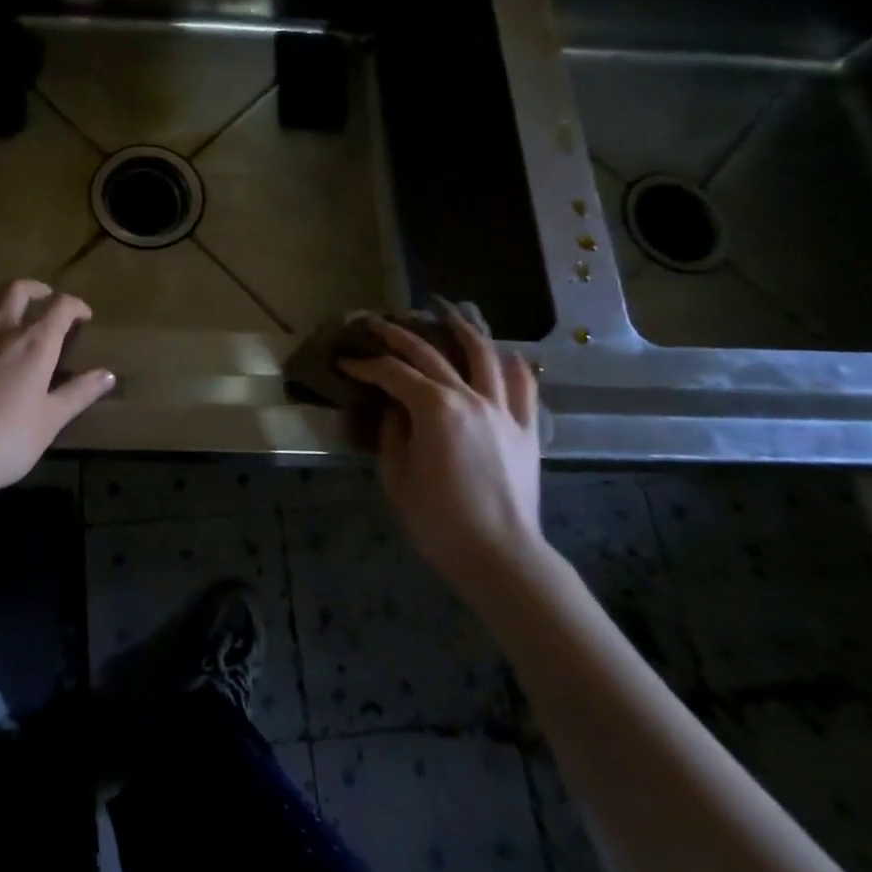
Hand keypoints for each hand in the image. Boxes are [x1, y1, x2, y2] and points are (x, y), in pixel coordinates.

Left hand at [0, 280, 114, 506]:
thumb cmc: (3, 442)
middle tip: (47, 301)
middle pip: (19, 289)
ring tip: (12, 304)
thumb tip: (108, 374)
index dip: (76, 306)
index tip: (84, 316)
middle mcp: (2, 329)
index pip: (61, 308)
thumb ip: (78, 394)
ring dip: (4, 292)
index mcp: (35, 344)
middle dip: (38, 289)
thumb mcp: (49, 422)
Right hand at [338, 311, 543, 586]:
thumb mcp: (396, 475)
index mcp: (434, 407)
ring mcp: (502, 410)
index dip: (365, 364)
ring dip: (461, 329)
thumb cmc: (438, 520)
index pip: (392, 373)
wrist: (500, 557)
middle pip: (430, 353)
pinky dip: (512, 365)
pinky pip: (523, 387)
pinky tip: (503, 354)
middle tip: (376, 324)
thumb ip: (392, 431)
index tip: (345, 361)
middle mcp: (470, 397)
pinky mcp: (526, 429)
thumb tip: (395, 407)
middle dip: (398, 335)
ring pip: (483, 355)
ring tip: (446, 313)